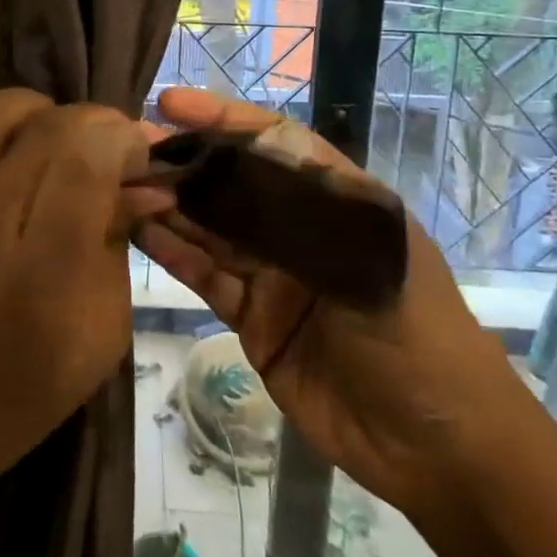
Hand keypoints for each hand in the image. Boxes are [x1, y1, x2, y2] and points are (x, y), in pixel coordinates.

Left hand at [0, 90, 148, 515]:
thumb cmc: (22, 394)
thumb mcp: (101, 334)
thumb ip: (118, 245)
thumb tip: (144, 183)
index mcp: (42, 272)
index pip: (85, 158)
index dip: (122, 138)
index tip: (138, 156)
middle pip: (44, 127)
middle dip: (93, 122)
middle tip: (106, 149)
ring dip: (32, 112)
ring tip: (50, 139)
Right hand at [131, 88, 519, 529]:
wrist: (436, 452)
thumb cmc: (419, 340)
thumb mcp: (371, 264)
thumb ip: (296, 219)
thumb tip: (224, 177)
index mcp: (338, 198)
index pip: (274, 141)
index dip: (223, 118)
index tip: (171, 104)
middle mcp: (300, 226)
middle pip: (233, 182)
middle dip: (183, 161)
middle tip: (128, 148)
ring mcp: (274, 272)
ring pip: (212, 227)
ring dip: (169, 205)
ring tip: (120, 185)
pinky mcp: (253, 317)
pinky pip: (207, 275)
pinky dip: (174, 253)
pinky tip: (139, 231)